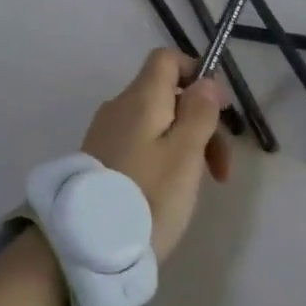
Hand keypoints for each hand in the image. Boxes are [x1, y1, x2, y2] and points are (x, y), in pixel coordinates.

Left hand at [82, 49, 231, 262]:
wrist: (86, 247)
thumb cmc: (147, 196)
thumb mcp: (185, 154)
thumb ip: (199, 112)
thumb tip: (206, 81)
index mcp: (141, 97)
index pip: (168, 59)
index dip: (196, 73)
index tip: (218, 110)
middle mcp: (119, 106)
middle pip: (167, 95)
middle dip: (199, 122)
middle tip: (219, 170)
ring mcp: (105, 133)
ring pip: (155, 123)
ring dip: (183, 145)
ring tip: (195, 187)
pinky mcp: (99, 160)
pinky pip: (139, 144)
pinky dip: (161, 158)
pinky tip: (166, 192)